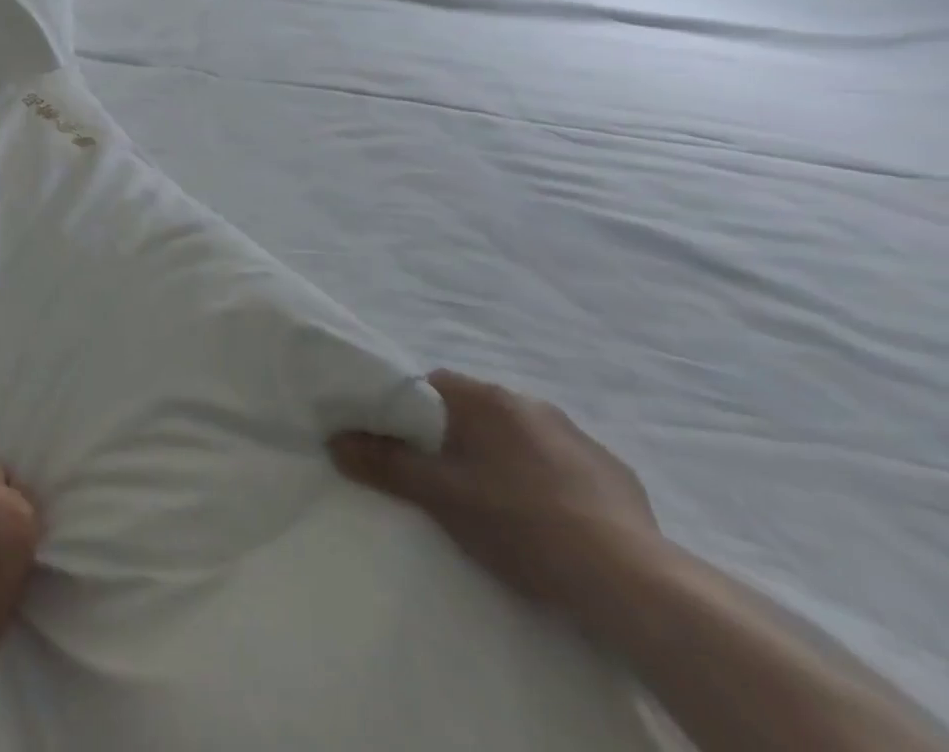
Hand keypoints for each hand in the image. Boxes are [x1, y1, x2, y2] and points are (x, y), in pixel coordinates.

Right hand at [329, 370, 662, 621]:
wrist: (630, 581)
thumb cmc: (517, 521)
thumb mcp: (438, 495)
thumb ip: (383, 463)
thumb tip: (334, 440)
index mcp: (486, 397)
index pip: (431, 385)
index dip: (412, 412)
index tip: (406, 445)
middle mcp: (530, 402)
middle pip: (475, 410)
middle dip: (458, 437)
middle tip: (447, 480)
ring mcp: (579, 437)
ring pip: (520, 437)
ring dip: (505, 458)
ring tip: (499, 505)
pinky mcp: (617, 475)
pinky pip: (564, 466)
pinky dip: (549, 483)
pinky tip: (550, 521)